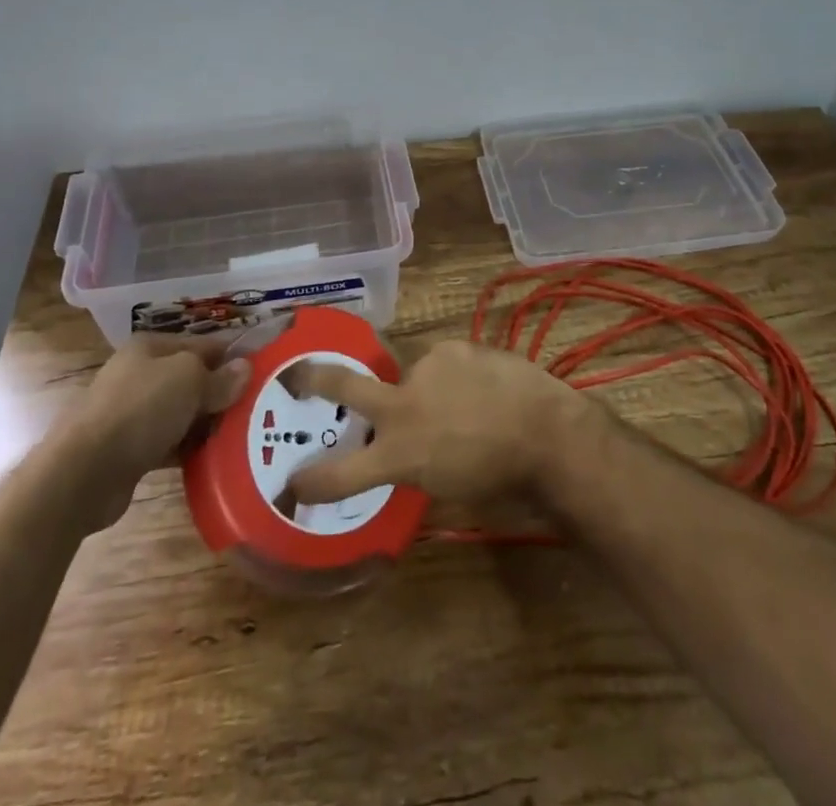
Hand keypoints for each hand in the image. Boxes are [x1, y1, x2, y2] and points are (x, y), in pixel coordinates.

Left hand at [58, 336, 248, 531]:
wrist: (83, 472)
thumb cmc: (140, 409)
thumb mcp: (188, 380)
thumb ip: (219, 377)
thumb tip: (245, 369)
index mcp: (150, 347)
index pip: (203, 345)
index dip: (232, 358)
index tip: (262, 375)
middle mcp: (139, 374)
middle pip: (192, 379)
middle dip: (221, 393)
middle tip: (257, 409)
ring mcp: (131, 413)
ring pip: (181, 413)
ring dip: (206, 424)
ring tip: (242, 436)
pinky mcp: (128, 449)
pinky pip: (168, 443)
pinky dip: (188, 449)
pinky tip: (212, 459)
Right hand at [285, 340, 594, 505]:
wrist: (545, 431)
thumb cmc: (500, 477)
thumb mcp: (446, 487)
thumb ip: (414, 466)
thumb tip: (401, 455)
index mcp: (399, 453)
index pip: (341, 474)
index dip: (311, 480)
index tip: (291, 484)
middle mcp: (402, 406)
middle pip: (344, 386)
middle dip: (313, 378)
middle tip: (295, 373)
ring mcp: (426, 370)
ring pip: (412, 377)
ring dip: (428, 391)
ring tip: (466, 404)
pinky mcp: (452, 348)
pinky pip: (444, 364)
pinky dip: (455, 377)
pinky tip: (482, 388)